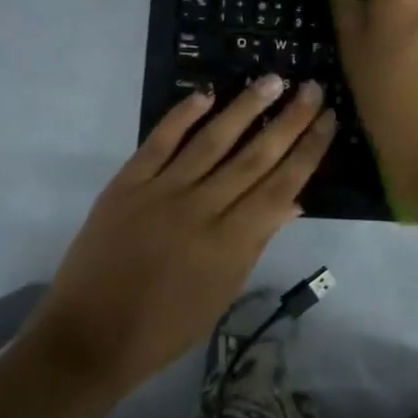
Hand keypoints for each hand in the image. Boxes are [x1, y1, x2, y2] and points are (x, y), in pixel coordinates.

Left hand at [26, 75, 335, 392]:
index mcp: (230, 243)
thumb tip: (293, 202)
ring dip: (245, 108)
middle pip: (254, 157)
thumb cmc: (165, 327)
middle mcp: (202, 209)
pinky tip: (206, 93)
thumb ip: (257, 243)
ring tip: (273, 80)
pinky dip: (182, 115)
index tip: (328, 120)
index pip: (280, 186)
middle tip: (312, 88)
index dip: (308, 151)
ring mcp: (162, 192)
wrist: (89, 337)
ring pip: (212, 140)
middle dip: (289, 121)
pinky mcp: (127, 184)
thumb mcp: (223, 293)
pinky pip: (159, 141)